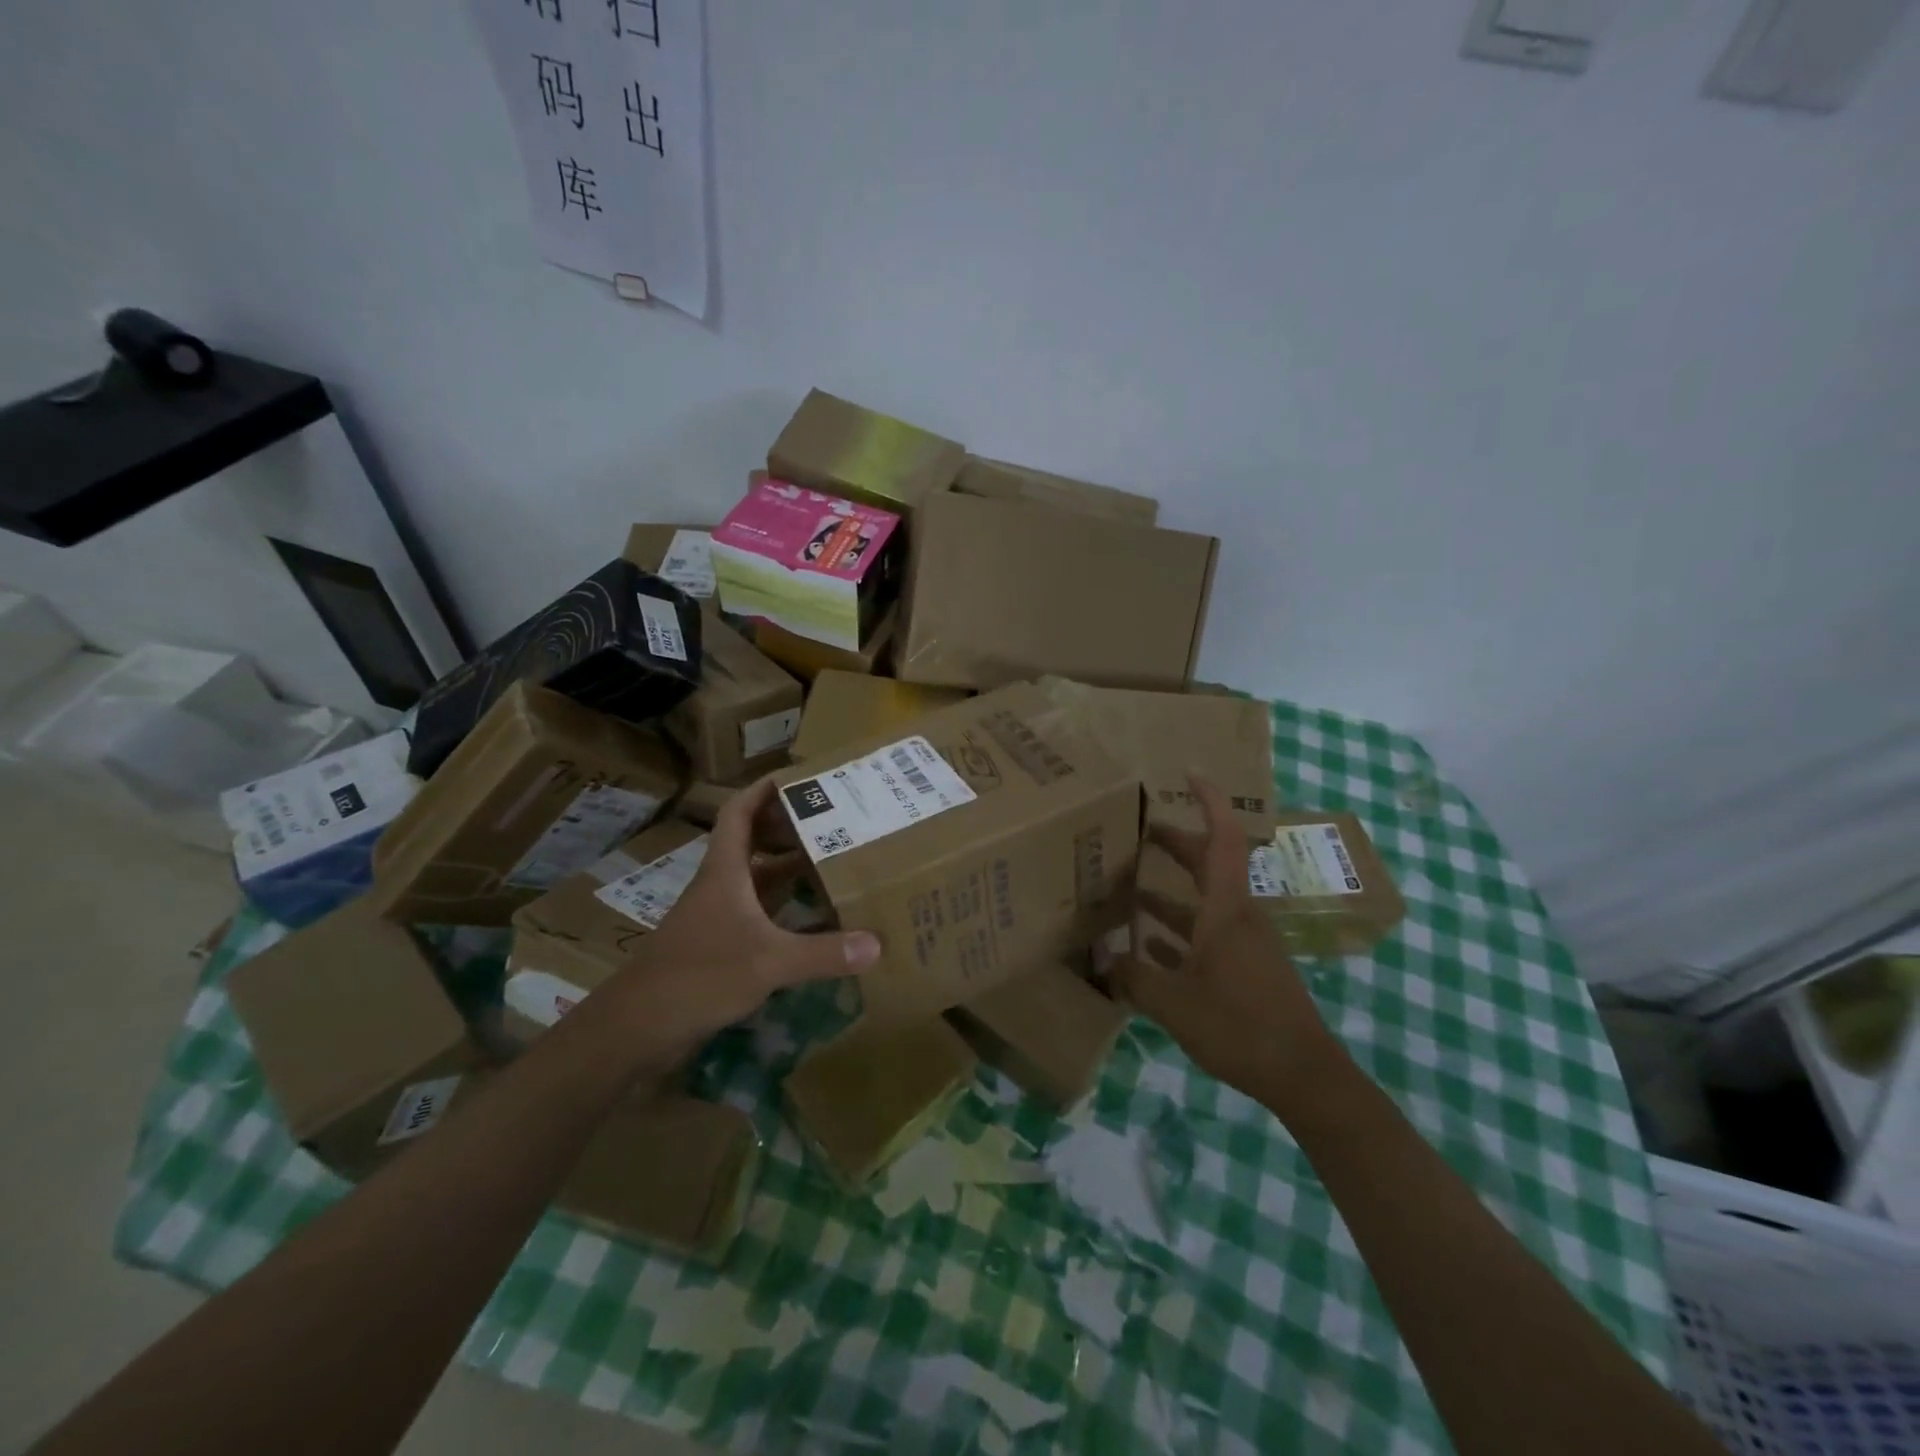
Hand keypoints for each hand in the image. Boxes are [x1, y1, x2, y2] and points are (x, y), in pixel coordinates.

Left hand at [595, 777, 879, 1078]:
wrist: (638, 1027)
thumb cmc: (699, 976)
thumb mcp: (768, 962)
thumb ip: (822, 953)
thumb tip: (876, 943)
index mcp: (725, 872)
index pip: (738, 813)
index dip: (763, 790)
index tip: (797, 776)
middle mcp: (720, 886)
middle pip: (752, 841)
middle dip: (786, 827)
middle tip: (829, 820)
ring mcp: (717, 917)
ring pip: (756, 879)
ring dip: (787, 867)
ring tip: (830, 859)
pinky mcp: (719, 945)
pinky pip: (757, 913)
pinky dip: (783, 908)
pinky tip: (811, 917)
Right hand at [1114, 777, 1341, 1112]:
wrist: (1303, 1074)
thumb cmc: (1240, 1026)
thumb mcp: (1174, 1004)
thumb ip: (1134, 978)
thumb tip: (1103, 960)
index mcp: (1226, 909)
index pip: (1222, 838)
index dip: (1209, 803)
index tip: (1188, 775)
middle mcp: (1237, 915)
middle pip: (1208, 863)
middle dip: (1176, 842)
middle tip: (1139, 829)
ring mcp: (1244, 942)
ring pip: (1204, 900)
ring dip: (1171, 889)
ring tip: (1129, 886)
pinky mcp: (1245, 968)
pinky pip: (1207, 934)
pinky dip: (1179, 930)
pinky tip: (1149, 945)